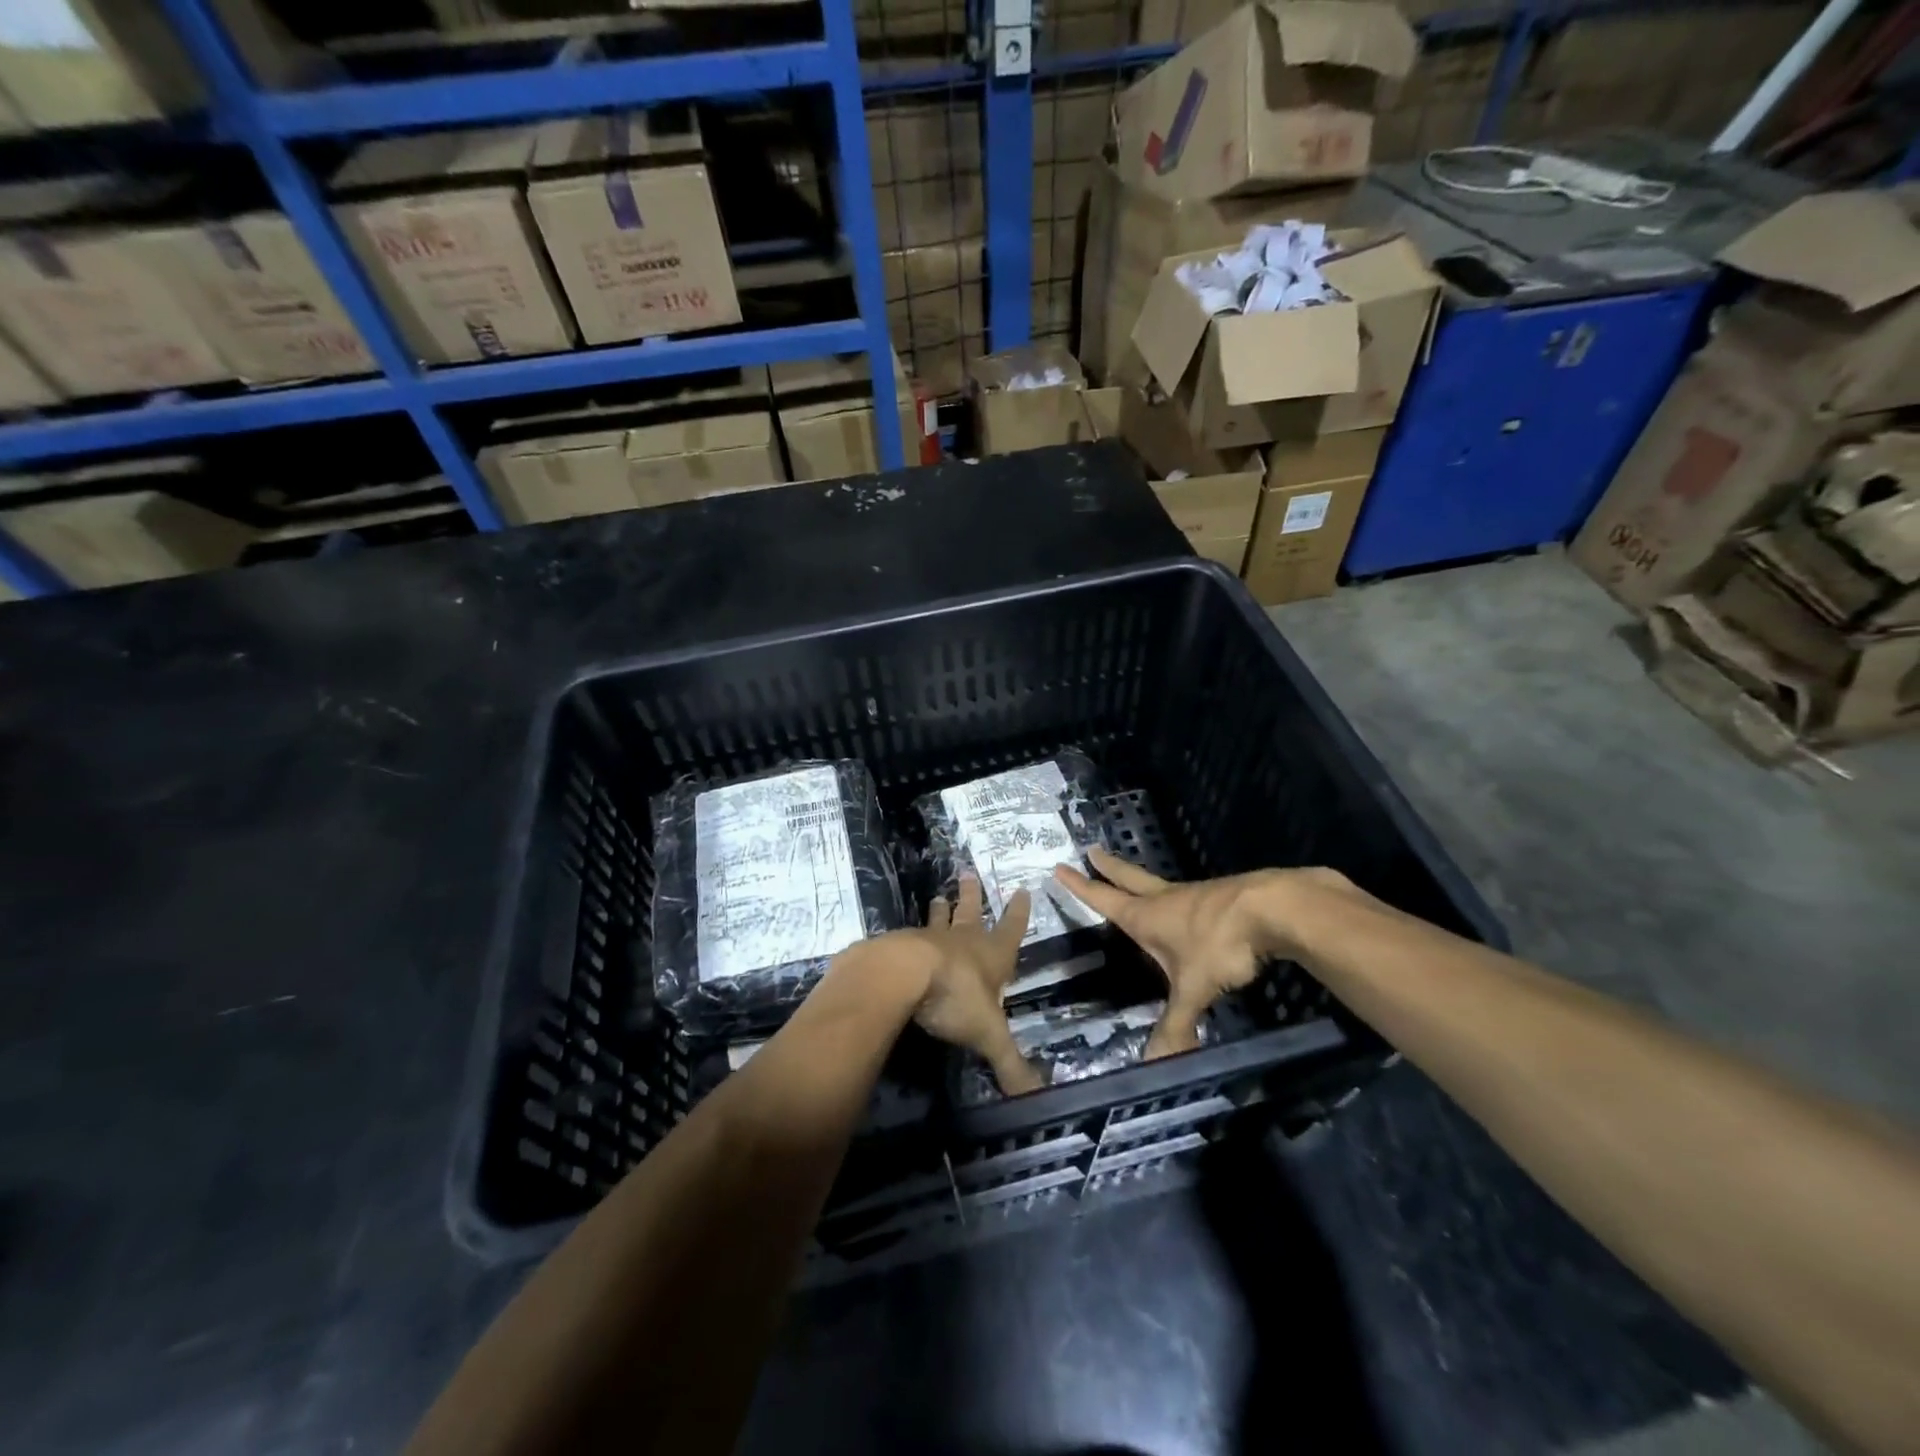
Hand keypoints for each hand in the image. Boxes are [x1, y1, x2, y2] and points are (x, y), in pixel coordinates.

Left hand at [901, 877, 1044, 1095]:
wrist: (903, 974)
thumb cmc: (956, 996)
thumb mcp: (989, 1034)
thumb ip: (1010, 1064)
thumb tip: (1037, 1098)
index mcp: (991, 955)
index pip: (1012, 930)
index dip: (1018, 913)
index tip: (1022, 890)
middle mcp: (963, 941)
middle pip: (971, 913)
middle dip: (973, 897)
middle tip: (968, 875)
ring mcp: (930, 939)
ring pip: (939, 920)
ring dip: (941, 910)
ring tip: (938, 896)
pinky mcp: (901, 945)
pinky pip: (909, 936)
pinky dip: (910, 935)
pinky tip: (903, 936)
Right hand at [1054, 848, 1318, 1057]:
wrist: (1272, 909)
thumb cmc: (1219, 945)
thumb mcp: (1194, 989)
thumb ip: (1176, 1024)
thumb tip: (1155, 1064)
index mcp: (1147, 916)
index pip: (1105, 898)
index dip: (1081, 886)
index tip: (1060, 867)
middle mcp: (1166, 899)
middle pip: (1129, 877)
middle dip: (1109, 867)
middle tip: (1092, 850)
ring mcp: (1195, 894)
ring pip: (1160, 884)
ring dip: (1142, 880)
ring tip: (1137, 883)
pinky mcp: (1222, 896)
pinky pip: (1192, 895)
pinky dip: (1179, 897)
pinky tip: (1190, 906)